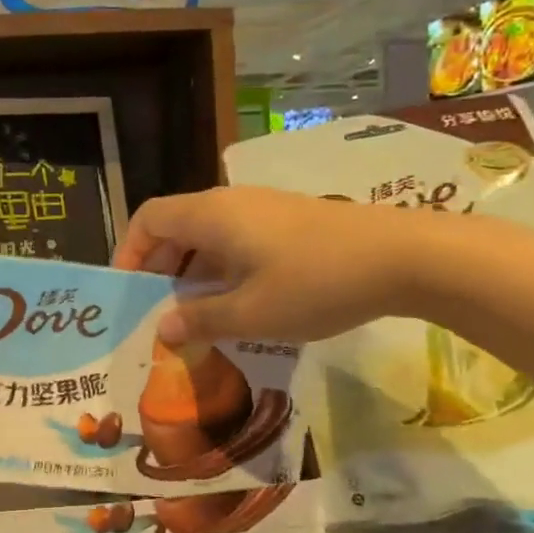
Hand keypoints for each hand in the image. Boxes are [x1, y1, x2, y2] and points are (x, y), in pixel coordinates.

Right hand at [112, 186, 431, 344]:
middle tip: (161, 312)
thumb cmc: (315, 283)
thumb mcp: (251, 314)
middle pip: (177, 226)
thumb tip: (162, 329)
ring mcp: (263, 209)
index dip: (130, 252)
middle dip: (161, 269)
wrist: (404, 256)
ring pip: (209, 235)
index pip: (149, 219)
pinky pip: (237, 239)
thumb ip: (200, 320)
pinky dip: (223, 268)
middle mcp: (230, 203)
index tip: (129, 293)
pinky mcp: (289, 221)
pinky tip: (241, 303)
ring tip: (197, 315)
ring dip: (194, 272)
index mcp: (210, 216)